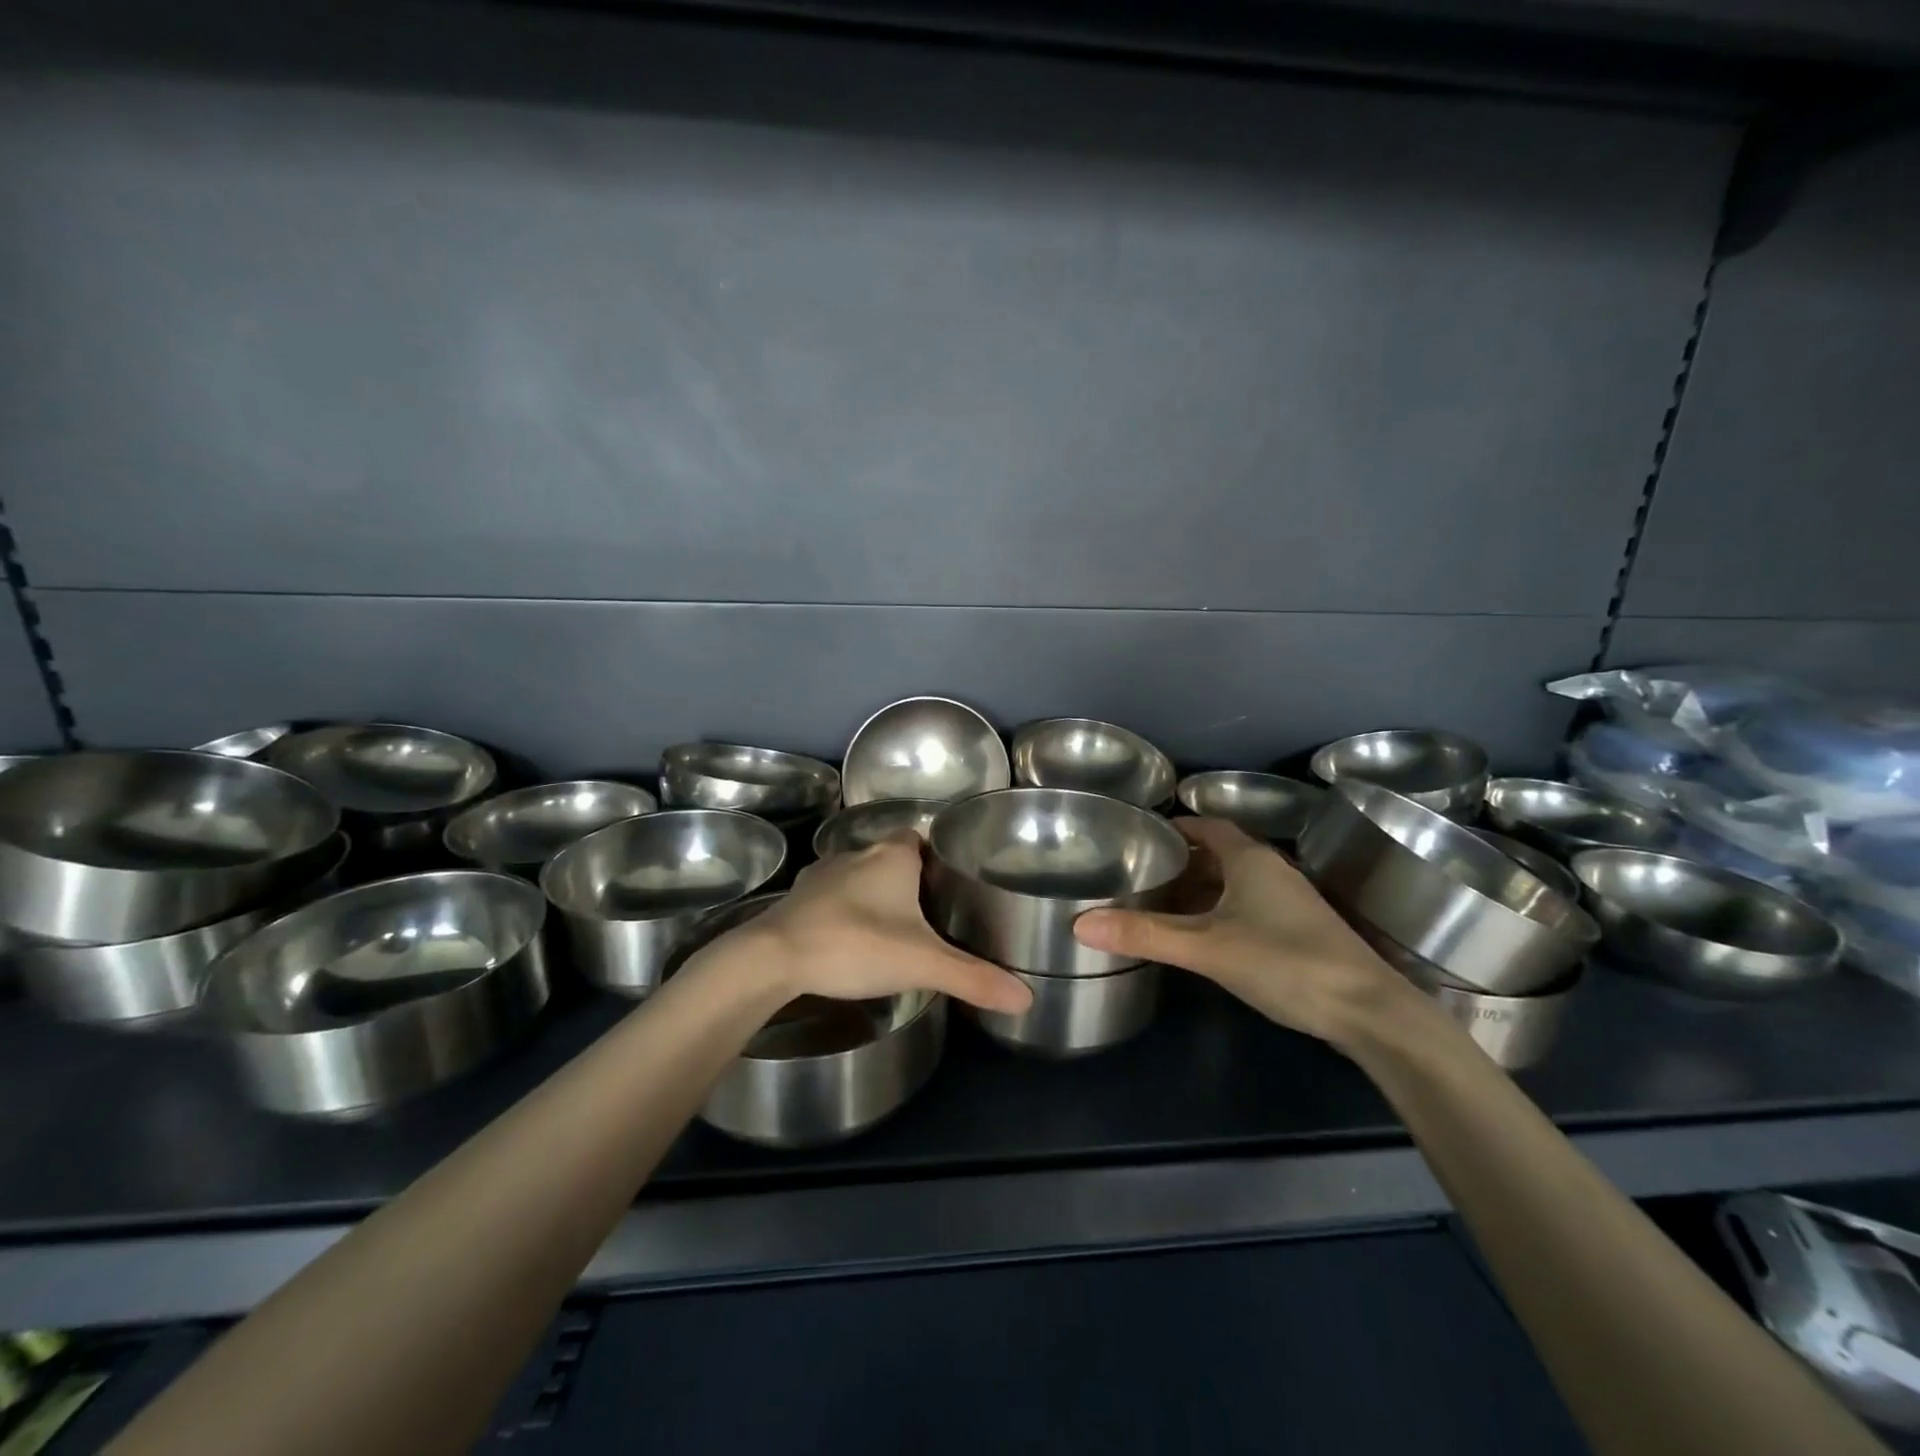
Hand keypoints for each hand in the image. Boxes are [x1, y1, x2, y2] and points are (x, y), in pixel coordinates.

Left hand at [711, 835, 1032, 1013]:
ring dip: (872, 895)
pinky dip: (842, 911)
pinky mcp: (797, 898)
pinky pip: (830, 897)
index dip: (935, 857)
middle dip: (907, 881)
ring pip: (858, 876)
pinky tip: (849, 939)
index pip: (919, 838)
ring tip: (891, 929)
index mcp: (893, 856)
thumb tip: (1028, 998)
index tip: (949, 885)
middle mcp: (858, 854)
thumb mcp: (923, 964)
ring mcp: (822, 874)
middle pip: (891, 858)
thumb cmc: (856, 944)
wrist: (774, 958)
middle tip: (928, 914)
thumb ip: (974, 978)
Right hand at [1072, 817, 1416, 1047]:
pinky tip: (1201, 935)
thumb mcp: (1206, 948)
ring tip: (1160, 902)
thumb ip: (1145, 935)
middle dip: (1181, 860)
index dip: (1175, 826)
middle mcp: (1272, 870)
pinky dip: (1220, 910)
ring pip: (1234, 882)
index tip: (1140, 835)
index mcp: (1250, 859)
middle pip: (1219, 853)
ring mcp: (1290, 901)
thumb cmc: (1284, 962)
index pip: (1207, 825)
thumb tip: (1080, 924)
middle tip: (1140, 872)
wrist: (1369, 1012)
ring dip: (1200, 888)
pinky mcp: (1300, 930)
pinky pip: (1248, 905)